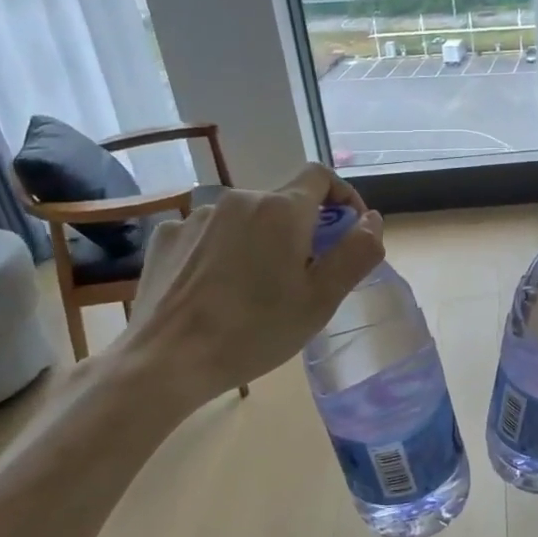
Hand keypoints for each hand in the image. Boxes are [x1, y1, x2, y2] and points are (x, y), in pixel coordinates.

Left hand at [115, 162, 384, 403]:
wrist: (166, 360)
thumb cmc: (255, 331)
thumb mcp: (321, 299)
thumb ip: (356, 252)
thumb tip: (371, 219)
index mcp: (281, 209)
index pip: (321, 176)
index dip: (342, 196)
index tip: (348, 230)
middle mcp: (239, 199)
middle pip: (283, 203)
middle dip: (301, 230)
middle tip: (302, 277)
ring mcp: (197, 216)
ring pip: (245, 220)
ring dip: (260, 241)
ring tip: (254, 289)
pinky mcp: (167, 236)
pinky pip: (209, 234)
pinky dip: (222, 251)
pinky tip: (215, 288)